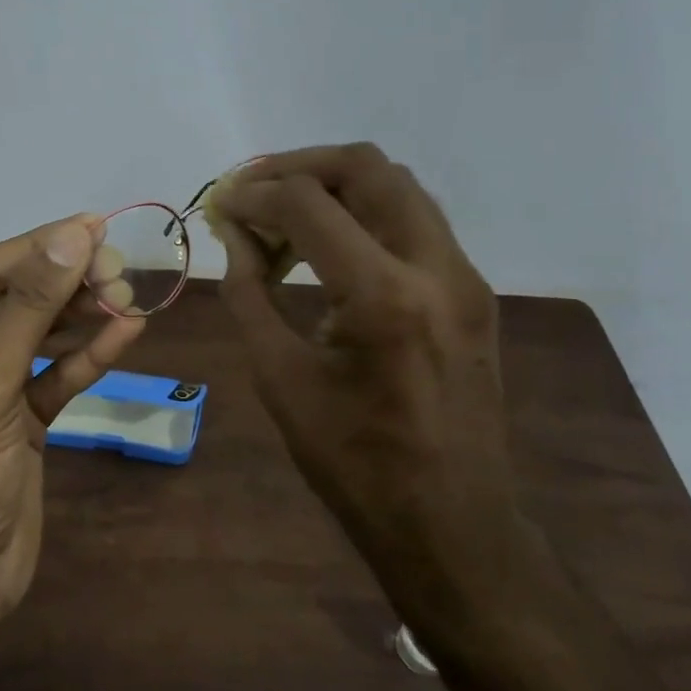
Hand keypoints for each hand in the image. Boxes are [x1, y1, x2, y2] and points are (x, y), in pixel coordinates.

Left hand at [0, 215, 144, 621]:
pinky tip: (127, 332)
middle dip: (67, 283)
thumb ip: (31, 308)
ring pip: (39, 334)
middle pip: (15, 299)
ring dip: (83, 315)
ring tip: (130, 294)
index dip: (40, 246)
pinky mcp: (17, 415)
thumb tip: (71, 236)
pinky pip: (53, 374)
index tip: (94, 225)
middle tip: (120, 267)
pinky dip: (87, 355)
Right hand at [209, 144, 519, 600]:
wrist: (453, 524)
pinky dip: (364, 213)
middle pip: (366, 167)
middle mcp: (436, 267)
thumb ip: (249, 293)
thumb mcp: (280, 378)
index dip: (252, 194)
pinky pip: (414, 220)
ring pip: (397, 185)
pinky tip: (328, 246)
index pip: (307, 203)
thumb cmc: (354, 464)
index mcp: (384, 297)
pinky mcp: (472, 290)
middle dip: (297, 167)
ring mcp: (464, 276)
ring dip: (334, 185)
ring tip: (284, 216)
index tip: (219, 207)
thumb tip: (234, 233)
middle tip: (251, 190)